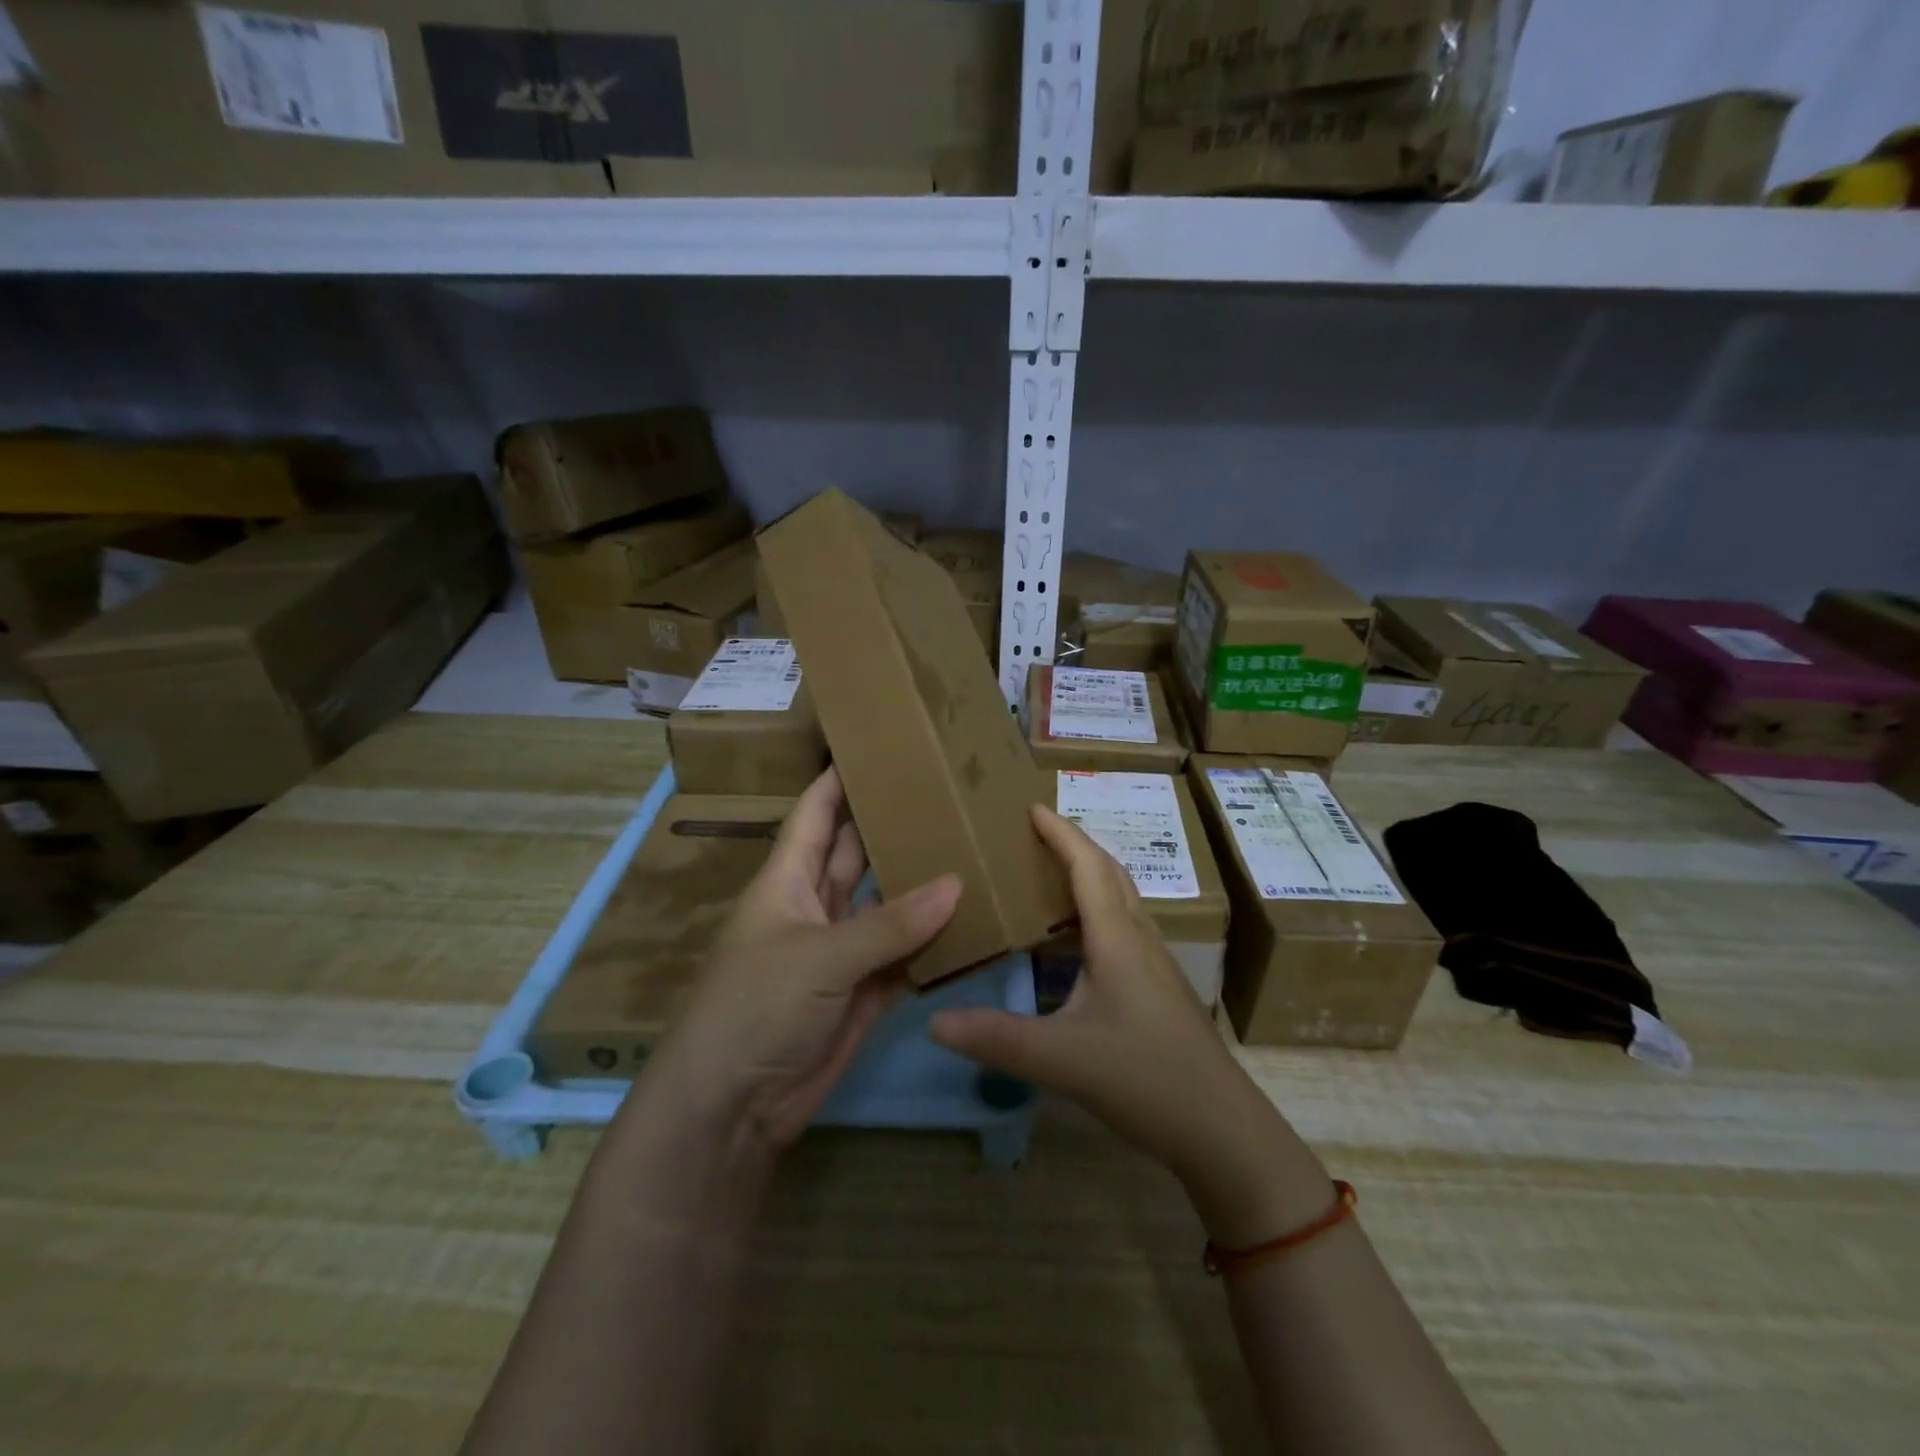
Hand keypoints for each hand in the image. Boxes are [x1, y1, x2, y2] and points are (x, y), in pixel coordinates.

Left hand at [646, 768, 959, 1154]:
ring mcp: (840, 951)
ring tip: (969, 847)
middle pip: (857, 853)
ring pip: (886, 905)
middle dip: (891, 826)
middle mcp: (814, 907)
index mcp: (787, 881)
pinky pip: (903, 957)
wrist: (731, 1109)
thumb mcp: (819, 957)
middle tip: (943, 793)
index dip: (839, 779)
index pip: (815, 815)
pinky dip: (932, 943)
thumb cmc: (756, 1008)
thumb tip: (955, 883)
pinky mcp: (861, 992)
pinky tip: (970, 921)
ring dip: (920, 884)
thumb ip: (890, 924)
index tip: (878, 746)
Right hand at [929, 805, 1332, 1245]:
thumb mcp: (1060, 1059)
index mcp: (1117, 939)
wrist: (1221, 1128)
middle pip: (1111, 873)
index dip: (1061, 833)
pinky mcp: (1160, 989)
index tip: (1032, 807)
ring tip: (1053, 875)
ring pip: (1123, 900)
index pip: (1088, 867)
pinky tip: (1079, 940)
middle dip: (1077, 845)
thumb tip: (934, 1020)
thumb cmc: (1144, 1078)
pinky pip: (1126, 928)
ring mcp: (1156, 964)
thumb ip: (996, 1038)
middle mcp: (1140, 940)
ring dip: (1092, 875)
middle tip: (1038, 834)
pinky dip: (1100, 910)